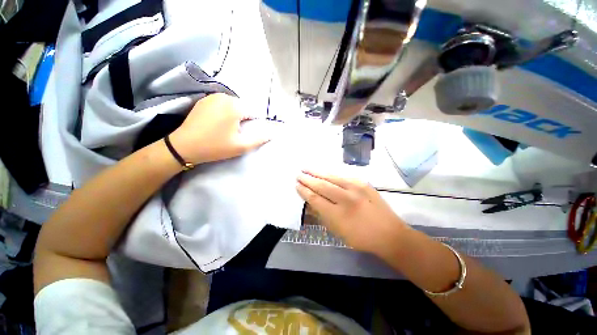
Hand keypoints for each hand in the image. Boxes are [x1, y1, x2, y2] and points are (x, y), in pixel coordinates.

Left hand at [169, 93, 269, 163]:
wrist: (183, 146)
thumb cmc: (215, 146)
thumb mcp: (241, 146)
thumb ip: (259, 139)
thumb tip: (272, 133)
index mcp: (235, 106)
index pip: (254, 112)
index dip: (253, 124)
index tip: (245, 133)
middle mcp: (224, 96)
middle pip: (243, 107)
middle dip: (243, 118)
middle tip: (236, 133)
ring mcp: (212, 97)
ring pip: (233, 105)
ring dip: (234, 115)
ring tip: (226, 129)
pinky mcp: (203, 100)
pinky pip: (222, 104)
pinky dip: (224, 112)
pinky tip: (217, 123)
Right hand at [296, 170, 407, 254]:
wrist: (389, 234)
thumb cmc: (361, 237)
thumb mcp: (338, 231)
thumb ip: (322, 215)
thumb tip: (310, 202)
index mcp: (338, 214)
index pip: (315, 199)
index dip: (304, 191)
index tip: (297, 185)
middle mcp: (346, 199)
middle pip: (322, 185)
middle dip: (308, 179)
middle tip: (298, 174)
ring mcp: (356, 188)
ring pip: (332, 177)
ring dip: (317, 172)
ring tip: (307, 168)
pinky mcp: (363, 183)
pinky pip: (343, 176)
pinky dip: (331, 174)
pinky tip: (324, 172)